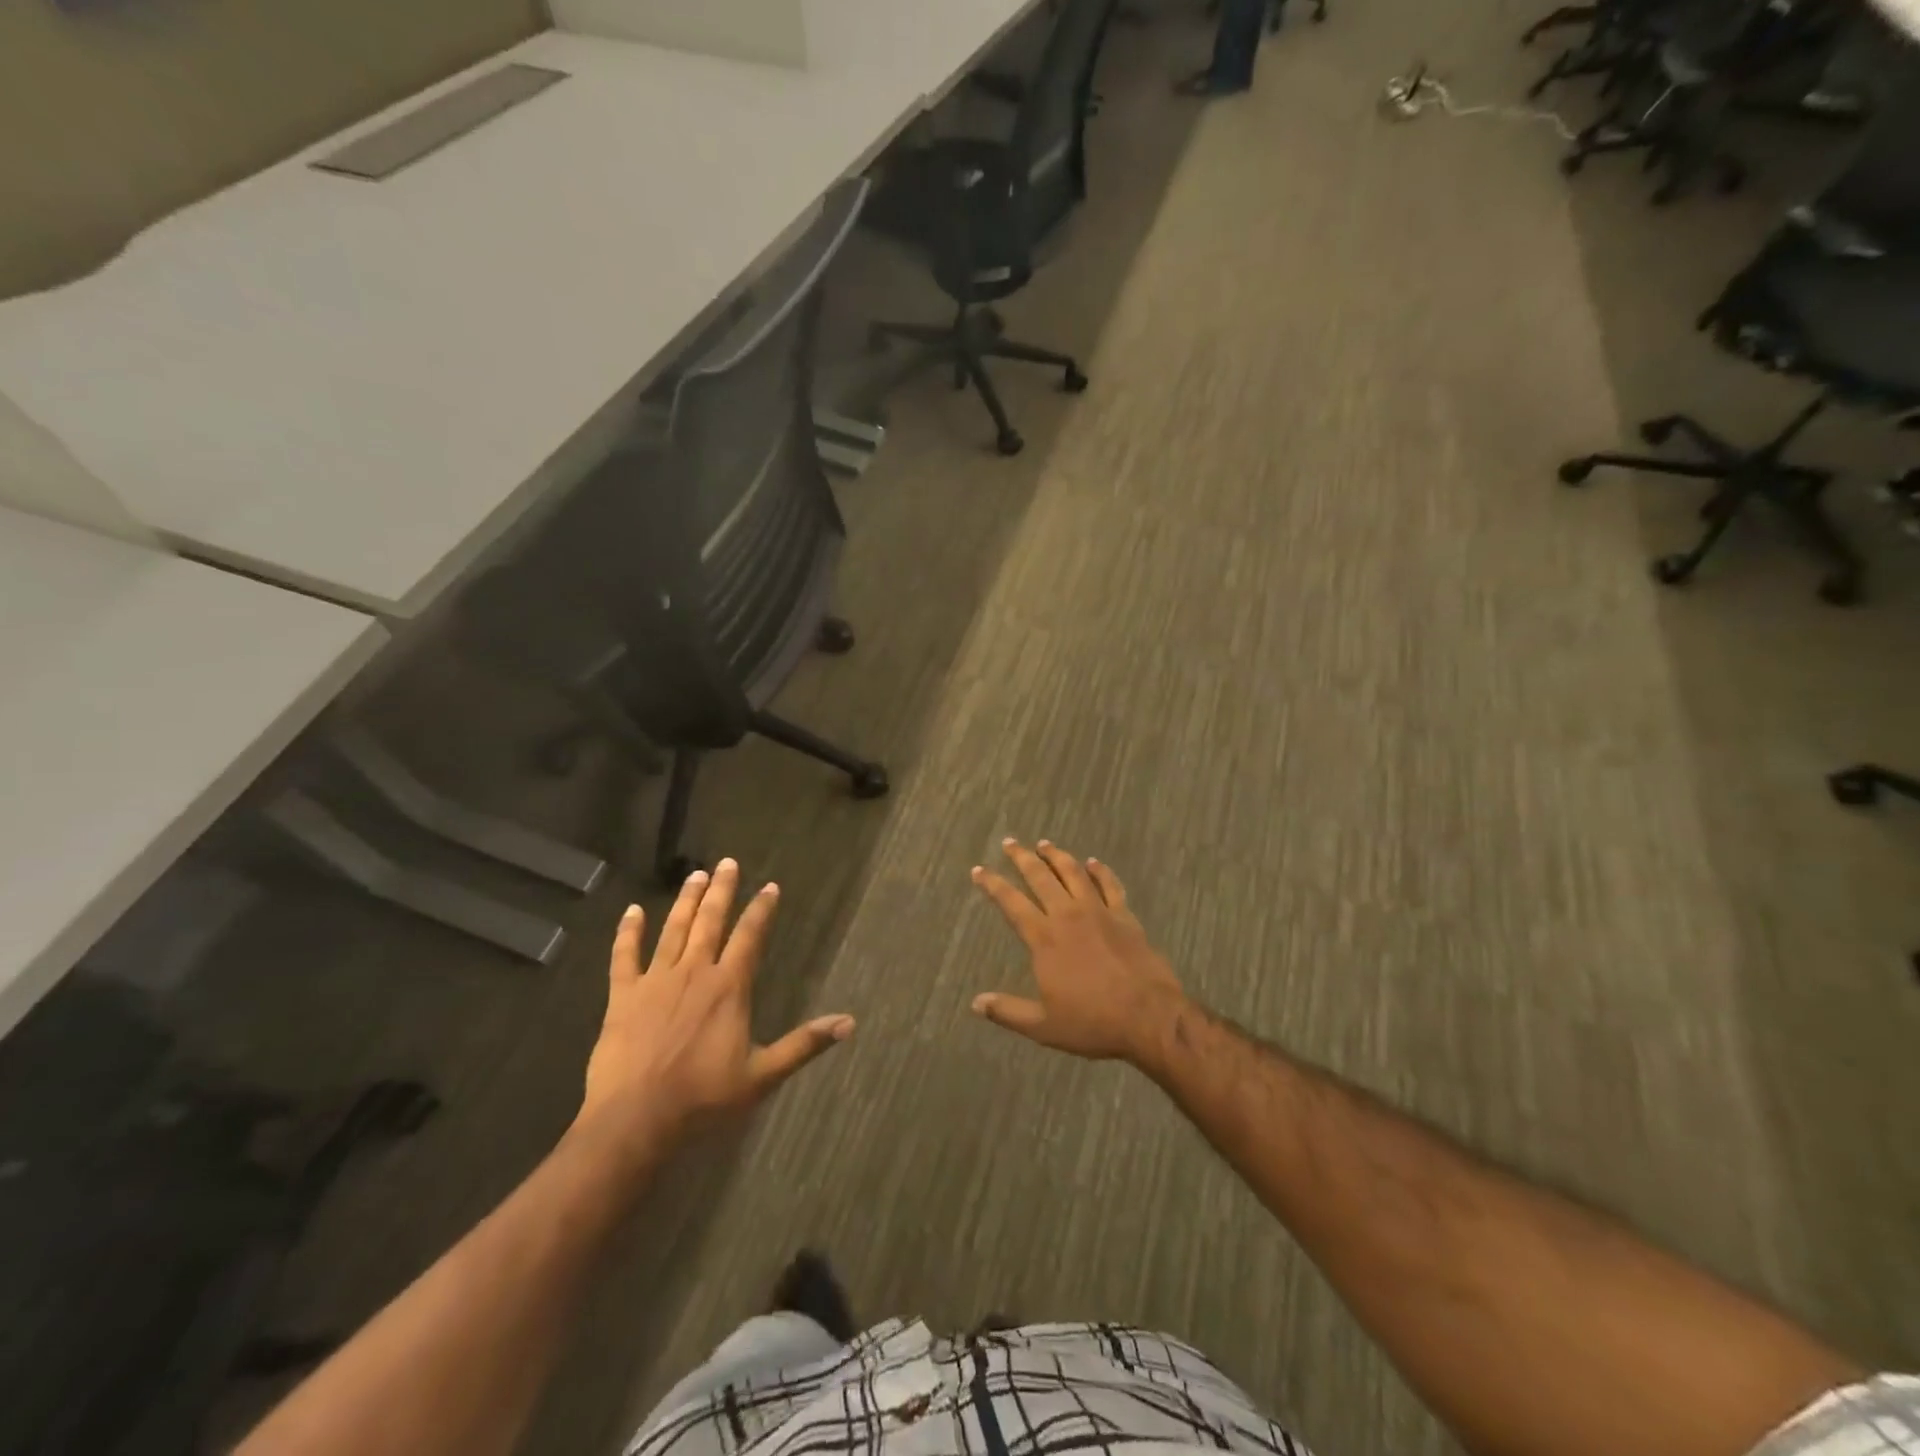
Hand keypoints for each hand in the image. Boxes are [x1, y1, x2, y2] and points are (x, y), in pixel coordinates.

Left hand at [575, 859, 853, 1163]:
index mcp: (729, 987)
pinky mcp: (622, 996)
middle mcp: (694, 972)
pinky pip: (624, 956)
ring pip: (673, 930)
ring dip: (686, 900)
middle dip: (722, 890)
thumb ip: (804, 1044)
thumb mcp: (762, 1075)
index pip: (750, 936)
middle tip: (728, 862)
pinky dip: (627, 932)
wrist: (635, 1119)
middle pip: (710, 921)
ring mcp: (656, 981)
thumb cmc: (703, 1098)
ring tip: (695, 875)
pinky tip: (631, 911)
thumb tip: (849, 1023)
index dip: (762, 909)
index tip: (770, 887)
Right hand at [970, 839, 1185, 1062]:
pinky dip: (1100, 871)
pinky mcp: (1125, 917)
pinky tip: (1094, 862)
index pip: (1011, 903)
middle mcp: (1068, 916)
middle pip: (1041, 877)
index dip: (993, 884)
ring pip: (1074, 873)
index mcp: (1044, 939)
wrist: (1149, 1017)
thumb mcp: (1043, 1026)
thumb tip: (975, 1003)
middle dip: (1022, 858)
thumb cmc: (1093, 1022)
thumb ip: (1007, 1011)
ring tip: (1045, 844)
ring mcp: (1099, 912)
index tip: (979, 870)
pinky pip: (1110, 885)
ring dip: (1057, 856)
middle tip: (1010, 843)